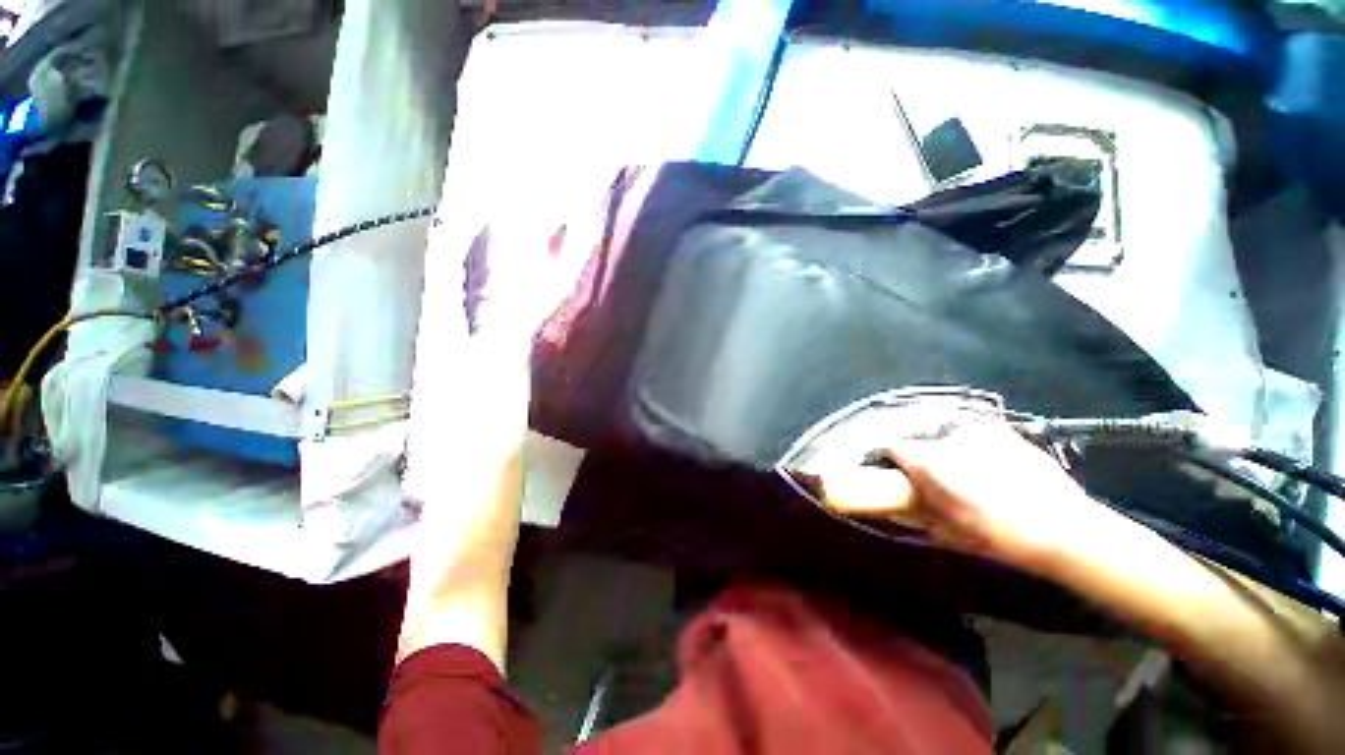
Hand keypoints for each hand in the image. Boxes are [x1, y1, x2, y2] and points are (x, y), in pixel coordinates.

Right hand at [816, 420, 1115, 574]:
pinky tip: (996, 472)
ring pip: (950, 439)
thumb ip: (916, 511)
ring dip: (951, 454)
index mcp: (928, 462)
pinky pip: (978, 438)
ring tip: (973, 479)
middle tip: (941, 484)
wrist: (1065, 529)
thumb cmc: (999, 536)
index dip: (895, 462)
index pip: (893, 447)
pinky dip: (977, 450)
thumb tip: (896, 503)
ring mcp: (979, 432)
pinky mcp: (1004, 432)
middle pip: (922, 443)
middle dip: (925, 460)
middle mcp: (947, 439)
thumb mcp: (948, 533)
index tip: (902, 477)